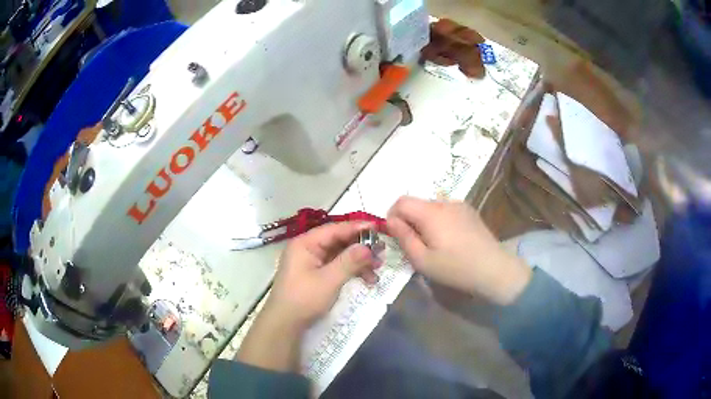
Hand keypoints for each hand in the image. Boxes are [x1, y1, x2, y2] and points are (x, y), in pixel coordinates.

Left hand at [237, 222, 377, 371]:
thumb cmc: (304, 299)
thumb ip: (349, 261)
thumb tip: (369, 246)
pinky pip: (337, 266)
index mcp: (305, 243)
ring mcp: (312, 262)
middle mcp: (308, 248)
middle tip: (382, 251)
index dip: (357, 228)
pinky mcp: (316, 274)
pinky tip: (368, 278)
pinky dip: (352, 270)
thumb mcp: (329, 280)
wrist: (285, 323)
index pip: (334, 229)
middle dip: (360, 247)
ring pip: (340, 254)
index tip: (378, 228)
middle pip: (338, 241)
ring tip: (378, 267)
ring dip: (359, 260)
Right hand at [387, 197, 531, 305]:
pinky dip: (439, 220)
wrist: (494, 269)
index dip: (392, 215)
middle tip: (413, 244)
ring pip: (431, 206)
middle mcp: (445, 202)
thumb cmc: (455, 268)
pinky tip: (449, 240)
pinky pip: (446, 210)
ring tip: (433, 243)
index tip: (395, 235)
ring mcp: (460, 205)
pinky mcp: (470, 212)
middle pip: (417, 203)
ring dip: (424, 220)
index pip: (401, 201)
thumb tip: (390, 221)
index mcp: (430, 213)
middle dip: (408, 219)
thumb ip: (404, 237)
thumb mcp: (422, 260)